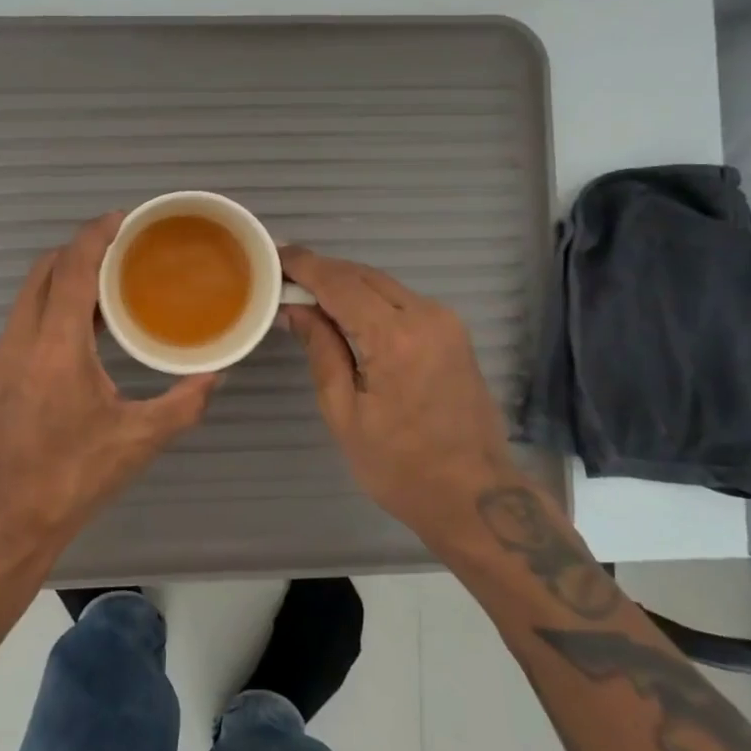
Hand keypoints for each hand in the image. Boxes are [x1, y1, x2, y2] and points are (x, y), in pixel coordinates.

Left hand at [0, 214, 219, 575]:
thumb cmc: (68, 479)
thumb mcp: (136, 442)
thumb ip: (182, 404)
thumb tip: (215, 376)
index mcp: (55, 345)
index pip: (72, 267)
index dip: (97, 234)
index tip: (124, 219)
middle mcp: (20, 338)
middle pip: (44, 269)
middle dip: (80, 249)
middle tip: (121, 250)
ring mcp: (0, 356)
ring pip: (29, 294)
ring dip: (64, 279)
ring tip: (108, 287)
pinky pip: (23, 320)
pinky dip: (51, 307)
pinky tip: (82, 333)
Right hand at [279, 246, 515, 537]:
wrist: (477, 496)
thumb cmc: (400, 466)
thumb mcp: (344, 413)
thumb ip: (321, 350)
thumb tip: (295, 309)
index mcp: (396, 339)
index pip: (340, 284)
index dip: (304, 265)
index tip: (273, 254)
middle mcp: (426, 316)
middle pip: (363, 275)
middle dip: (321, 269)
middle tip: (282, 273)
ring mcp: (445, 322)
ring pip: (383, 284)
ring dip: (345, 282)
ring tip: (305, 289)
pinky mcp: (453, 332)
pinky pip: (401, 299)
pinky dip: (368, 296)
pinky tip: (344, 309)